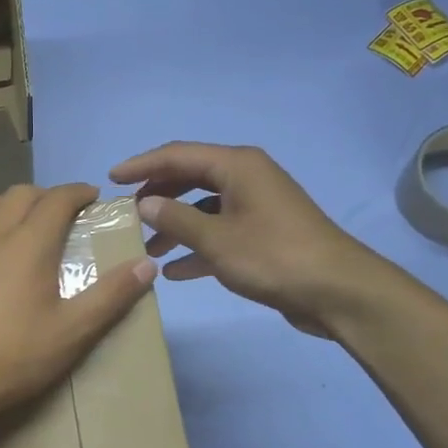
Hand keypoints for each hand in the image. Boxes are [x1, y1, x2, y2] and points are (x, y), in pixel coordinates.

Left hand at [0, 185, 157, 425]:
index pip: (56, 200)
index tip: (92, 197)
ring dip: (4, 204)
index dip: (78, 192)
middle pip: (19, 194)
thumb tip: (147, 265)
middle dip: (45, 195)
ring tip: (16, 224)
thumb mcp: (73, 331)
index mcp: (28, 244)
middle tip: (61, 214)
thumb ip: (112, 295)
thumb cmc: (14, 356)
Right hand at [111, 142, 379, 338]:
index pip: (177, 155)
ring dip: (174, 226)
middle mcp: (246, 178)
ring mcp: (256, 207)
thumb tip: (144, 203)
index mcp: (236, 166)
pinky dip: (196, 248)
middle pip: (189, 178)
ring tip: (146, 248)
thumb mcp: (217, 239)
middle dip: (156, 195)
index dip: (141, 165)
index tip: (110, 179)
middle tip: (126, 214)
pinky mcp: (263, 234)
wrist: (338, 291)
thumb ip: (176, 219)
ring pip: (203, 208)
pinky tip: (174, 271)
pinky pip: (219, 232)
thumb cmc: (274, 257)